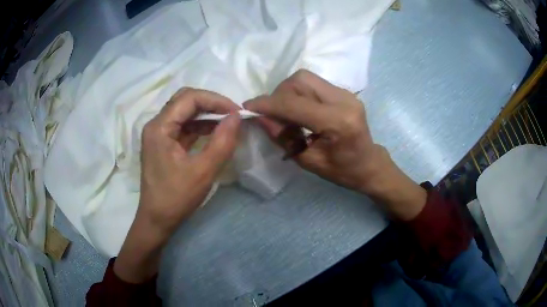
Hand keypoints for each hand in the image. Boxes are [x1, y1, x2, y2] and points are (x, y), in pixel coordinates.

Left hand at [114, 88, 240, 282]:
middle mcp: (156, 125)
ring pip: (185, 112)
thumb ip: (222, 142)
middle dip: (211, 104)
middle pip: (185, 101)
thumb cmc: (176, 198)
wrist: (157, 219)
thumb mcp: (203, 172)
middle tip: (232, 115)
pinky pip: (183, 126)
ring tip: (227, 124)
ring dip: (207, 114)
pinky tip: (215, 133)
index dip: (215, 100)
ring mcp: (159, 134)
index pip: (189, 98)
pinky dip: (200, 126)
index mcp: (159, 127)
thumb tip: (236, 117)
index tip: (236, 112)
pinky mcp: (163, 143)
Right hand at [244, 70, 425, 219]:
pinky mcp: (344, 91)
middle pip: (300, 80)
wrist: (369, 164)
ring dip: (288, 92)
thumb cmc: (342, 171)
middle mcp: (344, 100)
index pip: (295, 104)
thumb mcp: (308, 161)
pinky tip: (300, 109)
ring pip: (305, 78)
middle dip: (279, 94)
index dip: (268, 104)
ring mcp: (346, 93)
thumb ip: (282, 137)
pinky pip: (313, 83)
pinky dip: (299, 93)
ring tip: (286, 113)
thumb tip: (259, 117)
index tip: (248, 106)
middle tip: (273, 115)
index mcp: (338, 122)